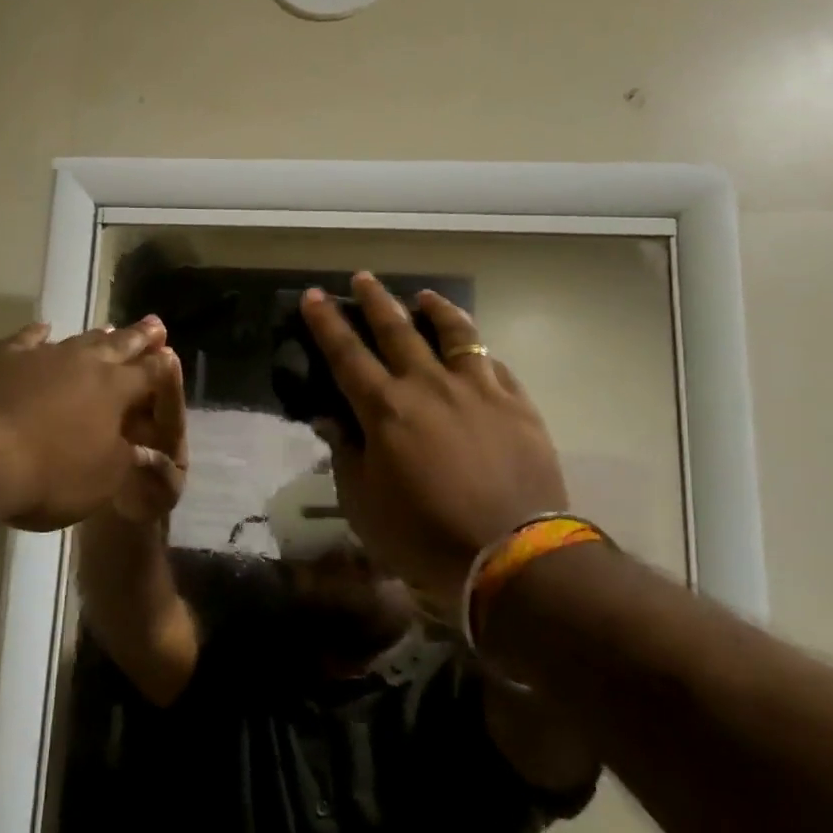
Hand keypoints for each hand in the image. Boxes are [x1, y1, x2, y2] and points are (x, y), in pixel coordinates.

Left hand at [0, 317, 171, 531]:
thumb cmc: (49, 474)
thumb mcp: (102, 480)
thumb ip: (126, 460)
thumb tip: (146, 452)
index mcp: (114, 390)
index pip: (148, 374)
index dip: (162, 367)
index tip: (171, 355)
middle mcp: (82, 364)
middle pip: (117, 345)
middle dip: (138, 337)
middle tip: (154, 323)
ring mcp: (39, 356)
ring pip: (76, 339)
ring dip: (95, 335)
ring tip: (110, 327)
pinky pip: (25, 340)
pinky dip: (37, 334)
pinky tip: (43, 328)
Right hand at [301, 274, 567, 623]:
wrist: (512, 554)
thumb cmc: (424, 534)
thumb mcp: (364, 503)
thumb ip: (346, 454)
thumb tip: (330, 419)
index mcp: (386, 409)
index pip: (347, 354)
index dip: (327, 324)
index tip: (314, 295)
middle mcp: (429, 386)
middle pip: (398, 330)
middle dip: (376, 301)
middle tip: (363, 278)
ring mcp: (478, 390)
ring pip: (455, 335)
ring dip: (436, 310)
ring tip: (426, 296)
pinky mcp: (517, 405)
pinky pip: (494, 365)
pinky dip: (478, 352)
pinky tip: (475, 351)